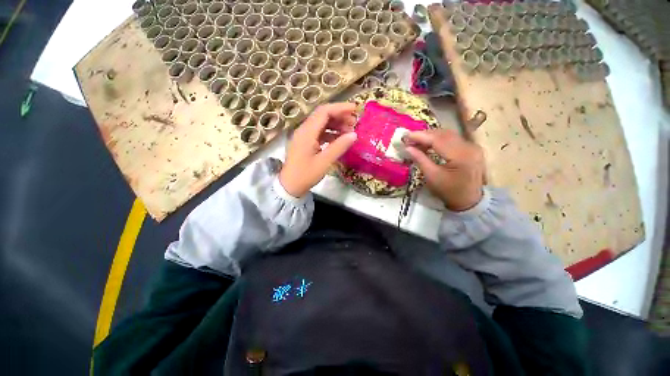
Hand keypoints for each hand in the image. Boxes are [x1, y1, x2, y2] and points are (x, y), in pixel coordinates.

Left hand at [279, 103, 357, 197]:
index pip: (324, 112)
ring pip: (321, 124)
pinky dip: (330, 133)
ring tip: (349, 131)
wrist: (290, 186)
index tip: (355, 109)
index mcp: (307, 132)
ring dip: (336, 125)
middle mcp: (304, 130)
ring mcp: (304, 136)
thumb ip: (339, 147)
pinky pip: (319, 133)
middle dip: (339, 116)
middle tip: (354, 122)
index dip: (340, 108)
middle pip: (322, 115)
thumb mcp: (324, 162)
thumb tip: (354, 134)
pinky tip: (339, 139)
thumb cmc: (306, 175)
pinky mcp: (305, 143)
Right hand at [404, 129, 484, 211]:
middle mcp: (469, 146)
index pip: (438, 139)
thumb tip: (407, 147)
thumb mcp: (432, 177)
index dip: (420, 136)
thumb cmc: (449, 191)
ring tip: (416, 141)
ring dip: (431, 136)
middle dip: (424, 135)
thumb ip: (420, 159)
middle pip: (443, 134)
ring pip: (448, 134)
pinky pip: (452, 139)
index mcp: (461, 155)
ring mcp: (472, 146)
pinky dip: (438, 140)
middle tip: (408, 138)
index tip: (405, 136)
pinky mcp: (471, 148)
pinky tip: (428, 144)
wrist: (469, 201)